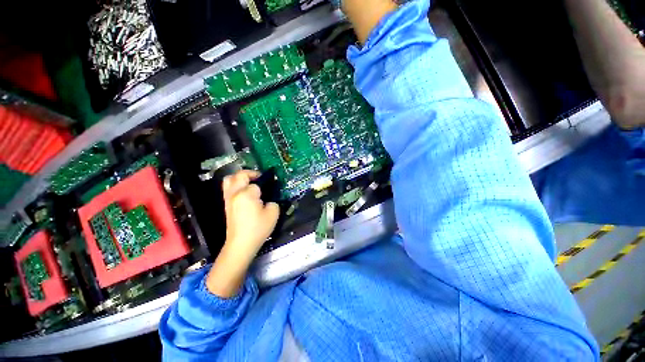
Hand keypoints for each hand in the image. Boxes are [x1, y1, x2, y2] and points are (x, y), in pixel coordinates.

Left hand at [222, 170, 279, 259]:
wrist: (241, 244)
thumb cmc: (258, 228)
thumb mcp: (273, 213)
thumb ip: (273, 201)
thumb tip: (268, 200)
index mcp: (246, 194)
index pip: (256, 183)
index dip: (264, 185)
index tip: (270, 189)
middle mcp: (234, 193)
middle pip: (239, 175)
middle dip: (250, 174)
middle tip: (259, 178)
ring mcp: (228, 199)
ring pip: (229, 180)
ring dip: (240, 178)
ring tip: (250, 183)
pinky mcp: (226, 205)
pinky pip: (228, 189)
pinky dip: (235, 186)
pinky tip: (245, 193)